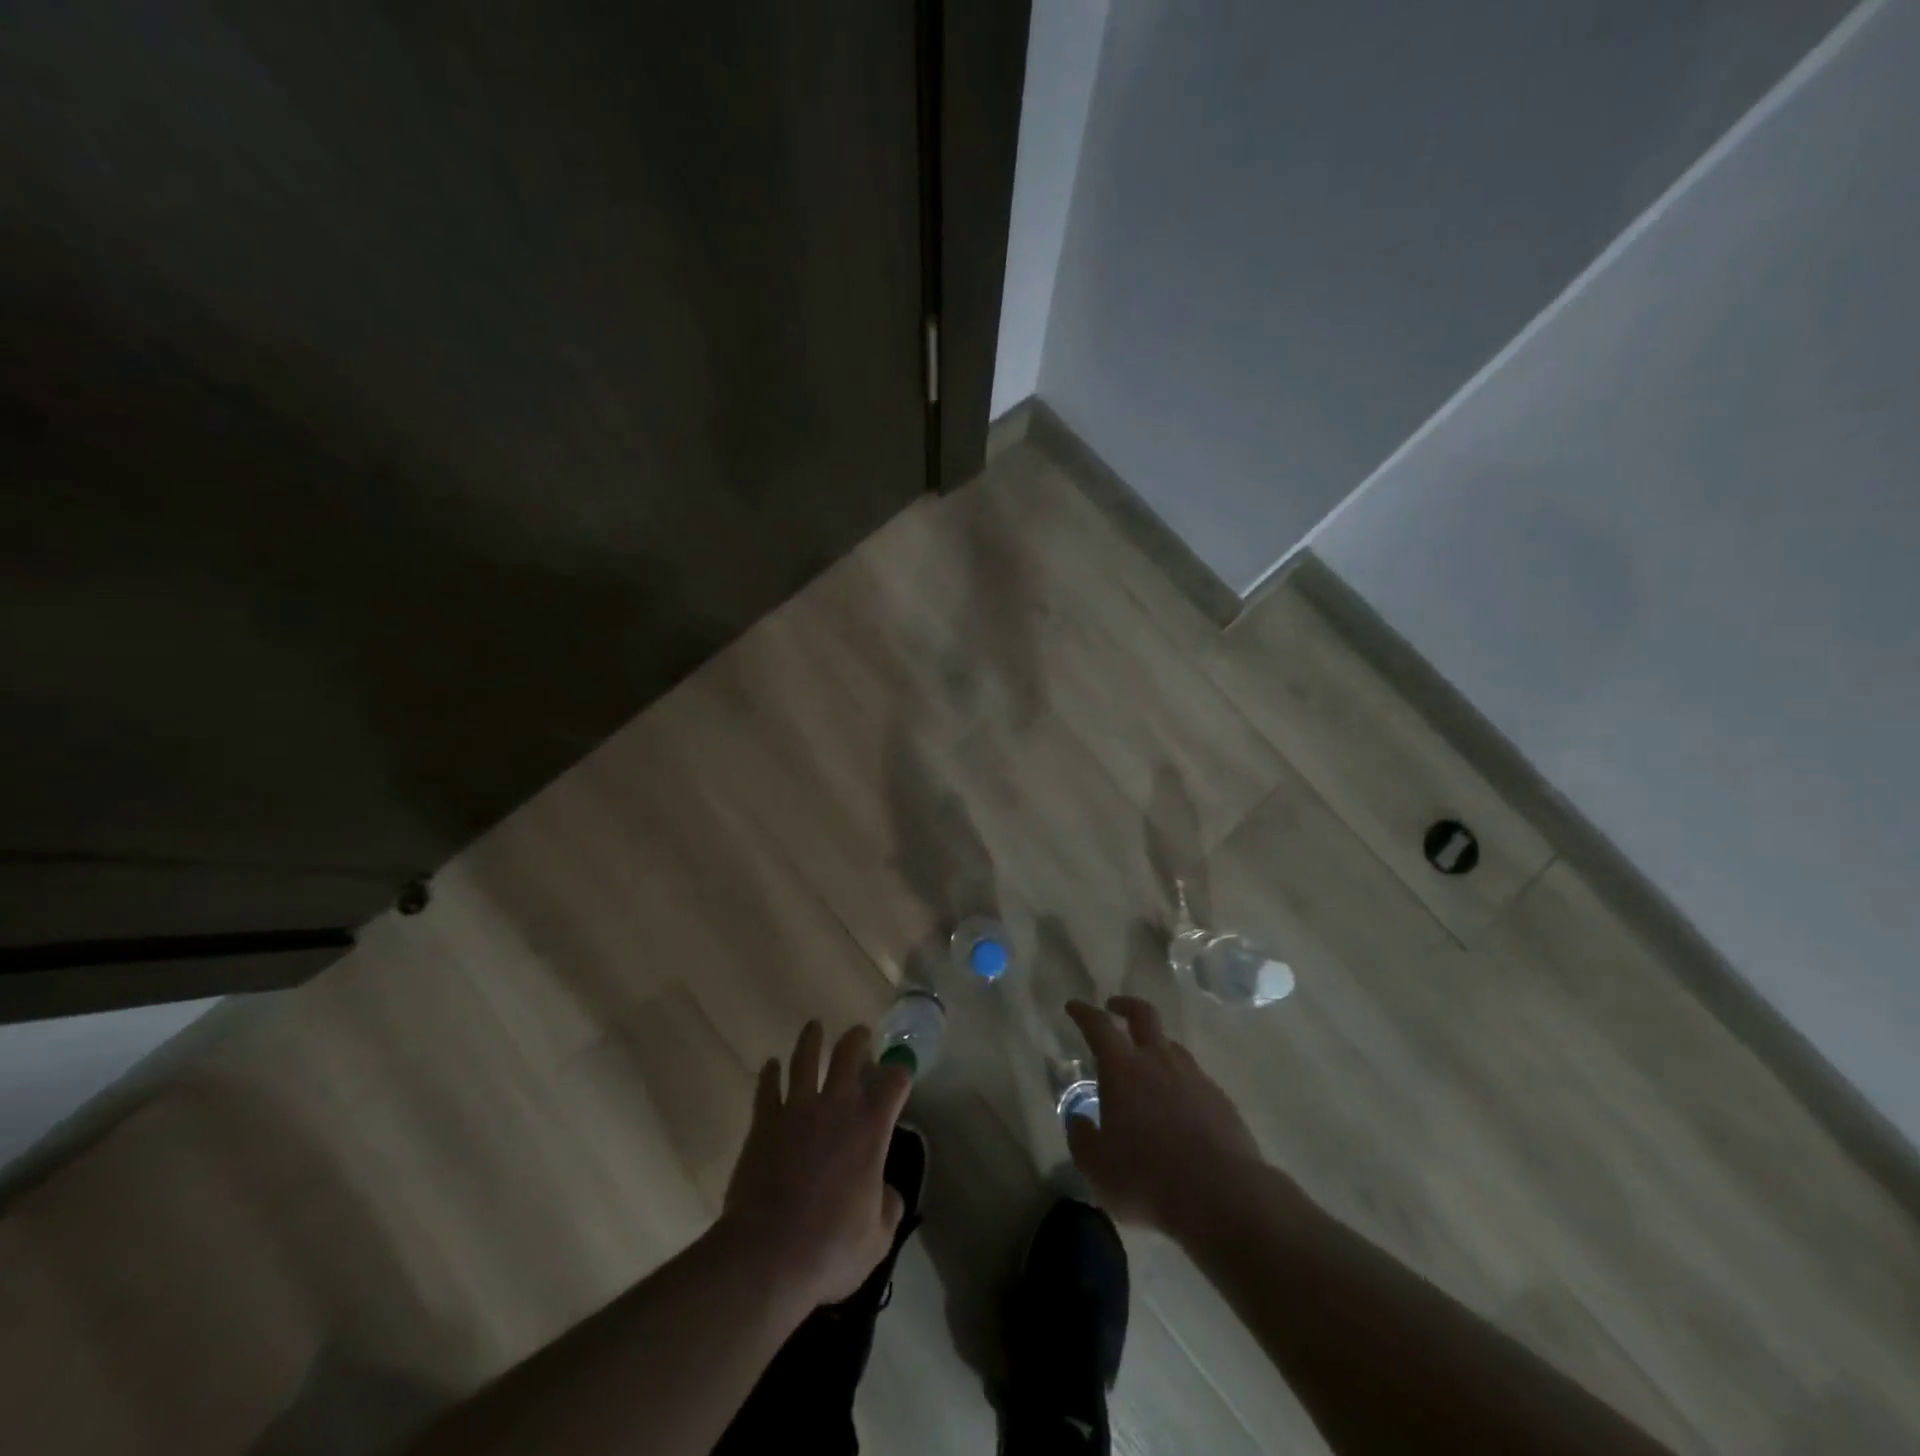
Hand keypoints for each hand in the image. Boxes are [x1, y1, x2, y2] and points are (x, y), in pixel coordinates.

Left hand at [719, 1021, 911, 1311]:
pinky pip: (767, 1088)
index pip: (894, 1082)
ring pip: (805, 1059)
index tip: (900, 1069)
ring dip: (811, 1040)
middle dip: (856, 1040)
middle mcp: (836, 1107)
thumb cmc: (829, 1249)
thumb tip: (887, 1192)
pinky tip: (770, 1065)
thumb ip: (888, 1207)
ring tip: (814, 1027)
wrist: (766, 1256)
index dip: (900, 1071)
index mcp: (870, 1129)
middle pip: (848, 1055)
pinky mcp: (764, 1123)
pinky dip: (770, 1073)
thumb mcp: (877, 1239)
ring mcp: (796, 1110)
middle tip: (859, 1034)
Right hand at [1066, 996, 1266, 1241]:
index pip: (1098, 1026)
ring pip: (1171, 1045)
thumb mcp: (1097, 1168)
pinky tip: (1177, 1106)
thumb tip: (1078, 1120)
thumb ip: (1082, 1138)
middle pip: (1143, 1014)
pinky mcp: (1220, 1099)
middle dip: (1125, 1005)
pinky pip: (1193, 1077)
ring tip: (1146, 1064)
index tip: (1073, 1006)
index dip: (1083, 1012)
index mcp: (1122, 1069)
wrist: (1223, 1197)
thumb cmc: (1148, 1178)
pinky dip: (1179, 1081)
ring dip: (1154, 1045)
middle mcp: (1158, 1060)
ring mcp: (1194, 1076)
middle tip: (1113, 1007)